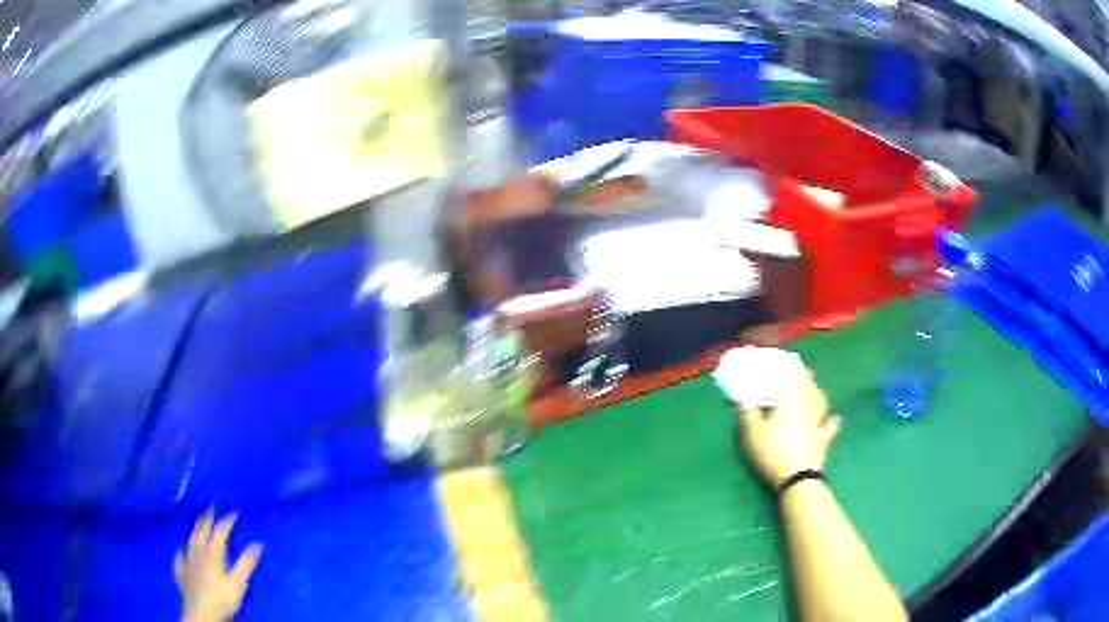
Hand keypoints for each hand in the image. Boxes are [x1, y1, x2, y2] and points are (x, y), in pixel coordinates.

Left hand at [175, 509, 262, 621]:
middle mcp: (198, 553)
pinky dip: (181, 552)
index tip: (234, 512)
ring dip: (194, 530)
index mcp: (212, 554)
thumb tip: (258, 544)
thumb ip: (245, 564)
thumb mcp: (238, 583)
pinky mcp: (181, 573)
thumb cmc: (222, 598)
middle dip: (206, 519)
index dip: (227, 521)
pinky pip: (179, 559)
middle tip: (210, 507)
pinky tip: (180, 551)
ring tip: (197, 522)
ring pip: (190, 541)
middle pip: (201, 532)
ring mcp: (187, 562)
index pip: (220, 532)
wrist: (201, 612)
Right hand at [737, 372, 840, 487]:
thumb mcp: (753, 434)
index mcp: (788, 399)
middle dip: (800, 373)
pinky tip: (835, 417)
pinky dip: (832, 419)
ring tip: (814, 385)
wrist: (798, 477)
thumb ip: (748, 414)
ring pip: (820, 398)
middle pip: (806, 383)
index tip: (767, 363)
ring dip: (816, 390)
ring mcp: (818, 420)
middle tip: (795, 367)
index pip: (783, 377)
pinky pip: (831, 425)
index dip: (775, 369)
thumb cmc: (773, 452)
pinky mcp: (824, 437)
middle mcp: (806, 404)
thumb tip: (743, 398)